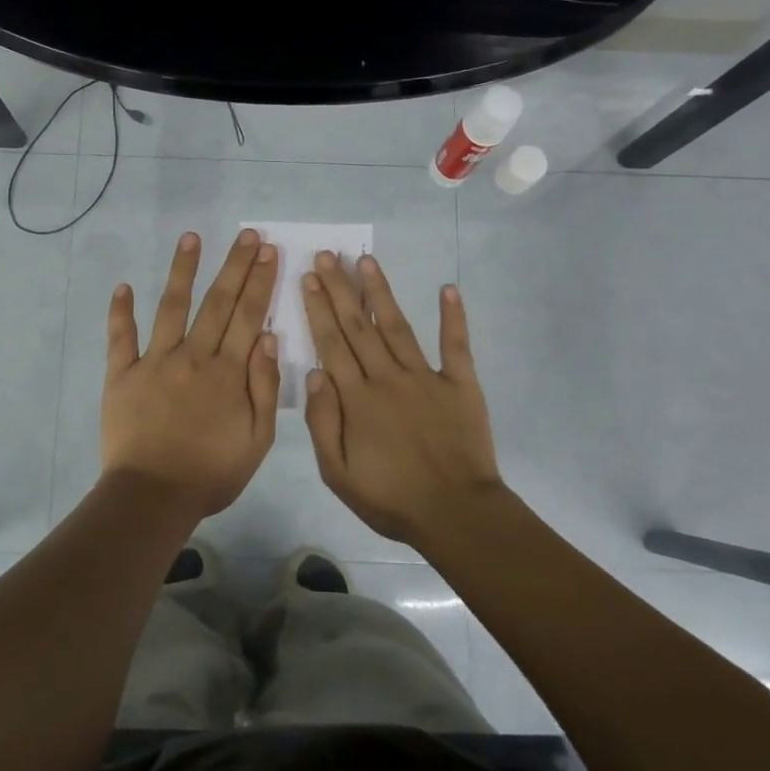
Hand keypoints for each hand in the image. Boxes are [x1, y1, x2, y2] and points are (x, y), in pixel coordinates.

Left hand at [102, 229, 281, 521]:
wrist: (153, 496)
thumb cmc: (211, 473)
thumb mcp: (257, 439)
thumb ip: (264, 386)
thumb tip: (268, 337)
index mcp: (228, 372)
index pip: (248, 316)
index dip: (260, 281)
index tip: (269, 252)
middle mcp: (193, 356)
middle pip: (217, 302)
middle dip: (235, 266)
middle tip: (247, 235)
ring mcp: (154, 362)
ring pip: (172, 307)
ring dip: (182, 271)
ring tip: (191, 238)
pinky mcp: (122, 375)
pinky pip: (121, 338)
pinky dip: (121, 312)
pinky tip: (123, 286)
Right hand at [302, 252, 502, 548]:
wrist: (456, 513)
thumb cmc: (391, 499)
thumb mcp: (338, 473)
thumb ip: (323, 422)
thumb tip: (314, 374)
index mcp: (358, 399)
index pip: (332, 344)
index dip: (318, 309)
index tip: (308, 279)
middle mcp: (388, 378)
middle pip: (359, 327)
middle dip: (340, 289)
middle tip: (327, 256)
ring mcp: (427, 377)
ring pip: (397, 326)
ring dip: (380, 292)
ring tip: (366, 261)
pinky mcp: (460, 384)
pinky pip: (456, 345)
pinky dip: (453, 317)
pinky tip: (448, 289)